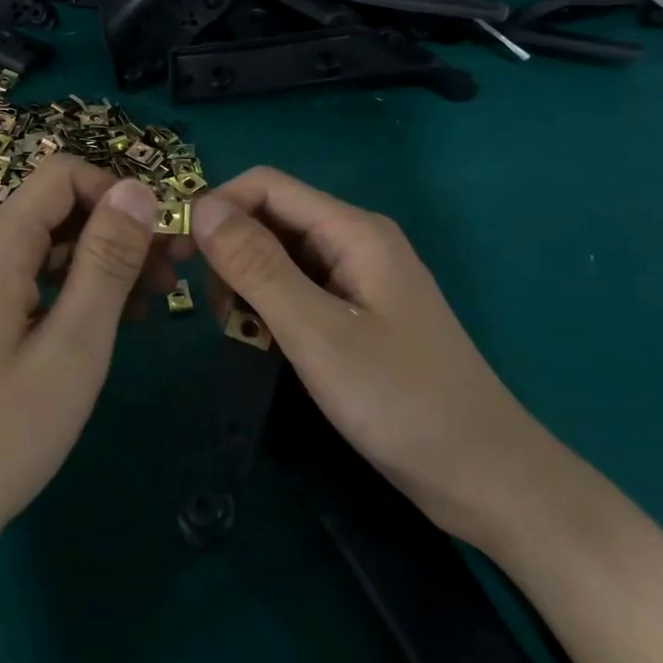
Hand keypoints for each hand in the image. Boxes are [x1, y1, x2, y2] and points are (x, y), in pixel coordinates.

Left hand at [0, 154, 173, 590]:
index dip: (119, 195)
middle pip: (56, 211)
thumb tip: (138, 189)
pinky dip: (72, 293)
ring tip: (151, 305)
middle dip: (117, 232)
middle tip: (172, 277)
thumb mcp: (73, 345)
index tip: (162, 241)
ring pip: (47, 250)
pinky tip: (107, 326)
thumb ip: (107, 261)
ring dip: (100, 265)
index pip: (63, 175)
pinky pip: (30, 285)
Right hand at [191, 167, 548, 543]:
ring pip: (279, 256)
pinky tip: (262, 342)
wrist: (483, 476)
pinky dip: (269, 307)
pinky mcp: (355, 312)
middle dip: (229, 250)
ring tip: (238, 331)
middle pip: (271, 218)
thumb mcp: (317, 332)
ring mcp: (357, 278)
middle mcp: (354, 241)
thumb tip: (202, 207)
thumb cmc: (401, 401)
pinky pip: (297, 289)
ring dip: (246, 283)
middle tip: (212, 308)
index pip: (266, 186)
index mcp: (353, 230)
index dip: (217, 207)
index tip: (179, 253)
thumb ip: (257, 266)